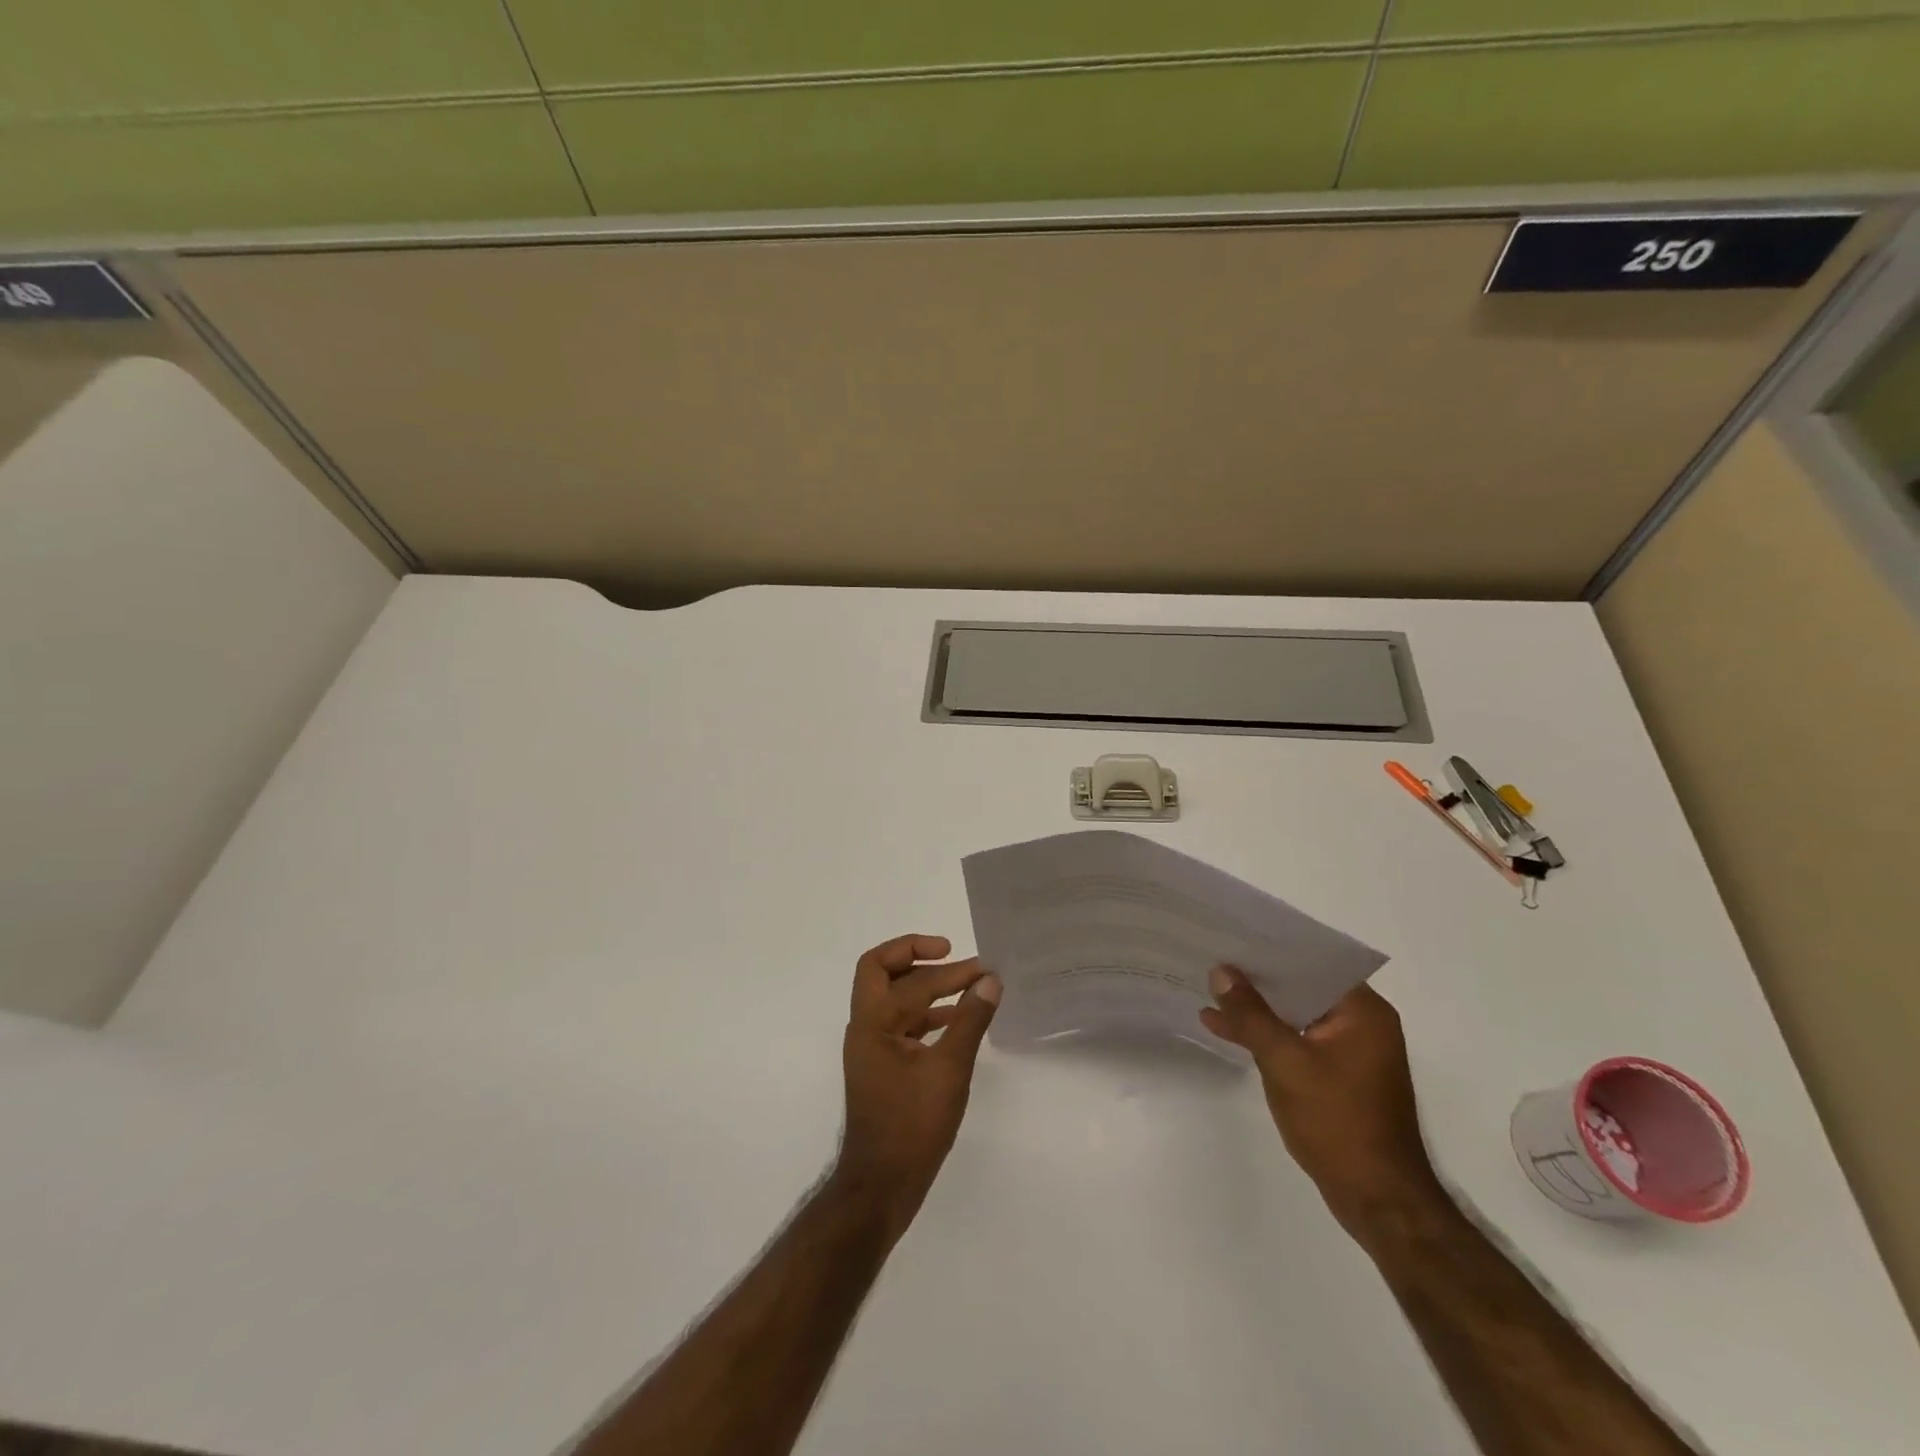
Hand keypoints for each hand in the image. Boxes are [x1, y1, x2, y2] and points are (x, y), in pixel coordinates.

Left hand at [834, 934, 1000, 1241]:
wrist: (880, 1187)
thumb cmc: (912, 1126)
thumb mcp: (949, 1071)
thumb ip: (969, 1021)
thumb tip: (990, 979)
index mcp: (873, 1022)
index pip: (914, 981)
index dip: (952, 972)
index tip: (984, 969)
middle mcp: (865, 1027)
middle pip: (879, 970)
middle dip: (913, 954)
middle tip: (949, 952)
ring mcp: (871, 1047)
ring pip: (891, 997)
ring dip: (924, 984)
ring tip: (965, 985)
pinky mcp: (882, 1066)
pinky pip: (901, 1023)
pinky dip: (926, 1013)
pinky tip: (955, 1021)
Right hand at [1202, 969, 1447, 1246]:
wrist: (1378, 1200)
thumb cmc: (1337, 1121)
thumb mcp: (1285, 1061)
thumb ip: (1251, 1014)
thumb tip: (1221, 972)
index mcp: (1363, 1011)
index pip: (1313, 961)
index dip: (1271, 948)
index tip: (1232, 937)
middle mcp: (1363, 1024)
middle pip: (1303, 986)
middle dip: (1258, 978)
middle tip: (1214, 959)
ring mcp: (1352, 1051)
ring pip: (1297, 1014)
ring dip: (1258, 1009)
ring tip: (1210, 995)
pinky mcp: (1339, 1076)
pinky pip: (1298, 1039)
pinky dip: (1268, 1036)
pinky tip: (1228, 1033)